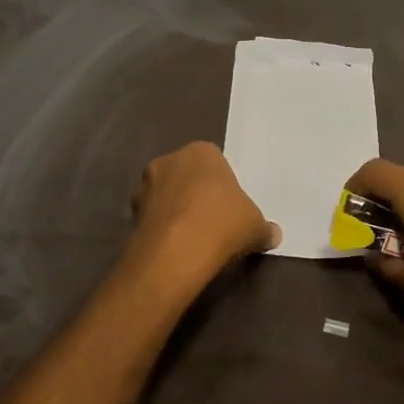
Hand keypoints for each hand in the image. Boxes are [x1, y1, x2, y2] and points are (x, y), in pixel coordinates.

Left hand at [128, 142, 278, 283]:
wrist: (177, 251)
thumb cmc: (223, 223)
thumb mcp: (255, 226)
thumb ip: (263, 228)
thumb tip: (273, 235)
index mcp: (201, 152)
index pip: (213, 161)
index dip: (221, 184)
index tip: (228, 206)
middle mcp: (169, 160)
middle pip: (185, 175)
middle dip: (193, 193)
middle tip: (210, 220)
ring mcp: (145, 186)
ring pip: (164, 195)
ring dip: (173, 210)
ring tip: (190, 237)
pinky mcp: (130, 213)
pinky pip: (152, 217)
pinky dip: (160, 228)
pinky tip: (174, 248)